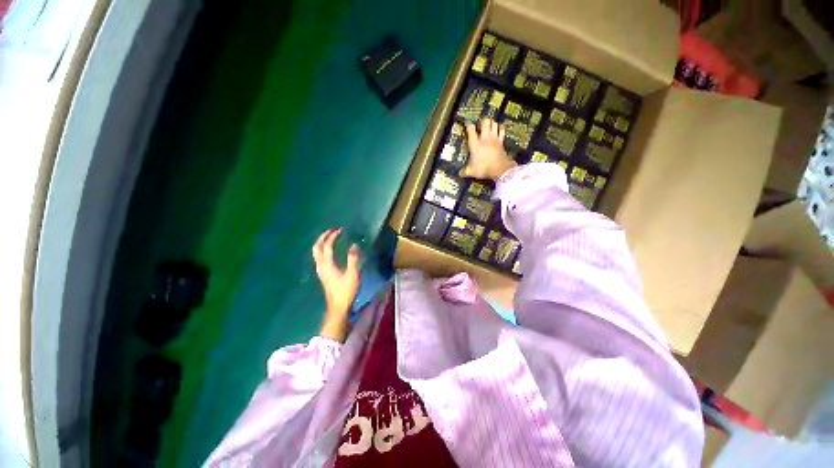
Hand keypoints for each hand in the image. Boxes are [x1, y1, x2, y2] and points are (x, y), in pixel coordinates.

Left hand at [312, 228, 359, 341]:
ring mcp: (321, 270)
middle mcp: (321, 266)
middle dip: (323, 237)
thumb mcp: (353, 274)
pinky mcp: (323, 274)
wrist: (338, 307)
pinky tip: (329, 251)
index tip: (340, 230)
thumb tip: (353, 245)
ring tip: (329, 238)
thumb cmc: (346, 291)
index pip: (327, 246)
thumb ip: (353, 259)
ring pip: (316, 253)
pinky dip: (323, 250)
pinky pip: (319, 257)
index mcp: (328, 264)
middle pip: (317, 248)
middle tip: (332, 230)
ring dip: (321, 243)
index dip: (332, 236)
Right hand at [460, 118, 516, 180]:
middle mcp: (485, 139)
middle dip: (482, 121)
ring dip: (492, 123)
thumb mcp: (471, 171)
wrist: (500, 169)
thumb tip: (460, 173)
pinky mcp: (501, 142)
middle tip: (480, 123)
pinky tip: (500, 128)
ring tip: (490, 123)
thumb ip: (465, 171)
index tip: (467, 123)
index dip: (468, 125)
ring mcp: (494, 139)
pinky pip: (502, 131)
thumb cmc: (484, 168)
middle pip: (485, 123)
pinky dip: (501, 128)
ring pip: (494, 124)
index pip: (471, 130)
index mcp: (475, 144)